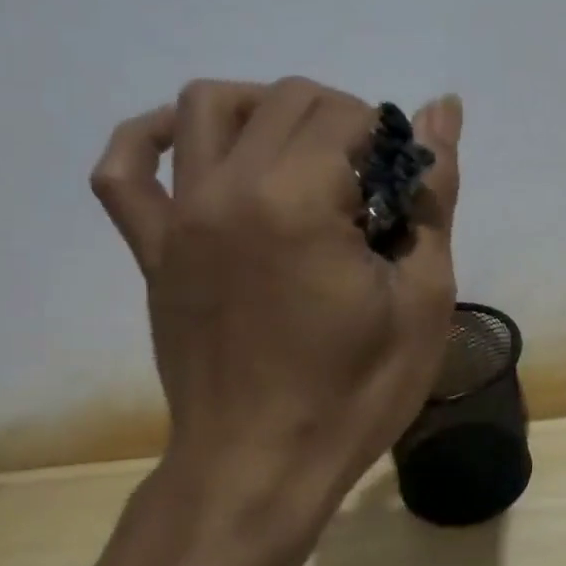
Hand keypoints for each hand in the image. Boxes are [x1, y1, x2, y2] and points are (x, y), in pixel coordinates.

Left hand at [91, 78, 462, 524]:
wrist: (261, 466)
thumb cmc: (355, 390)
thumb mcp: (423, 298)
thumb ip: (434, 195)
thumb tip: (442, 109)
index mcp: (298, 202)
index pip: (346, 113)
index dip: (389, 138)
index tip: (405, 189)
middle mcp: (227, 189)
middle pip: (286, 98)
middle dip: (343, 121)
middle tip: (370, 184)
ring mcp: (178, 217)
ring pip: (206, 105)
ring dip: (266, 108)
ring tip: (303, 154)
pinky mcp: (151, 249)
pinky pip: (124, 169)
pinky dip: (150, 137)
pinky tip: (192, 146)